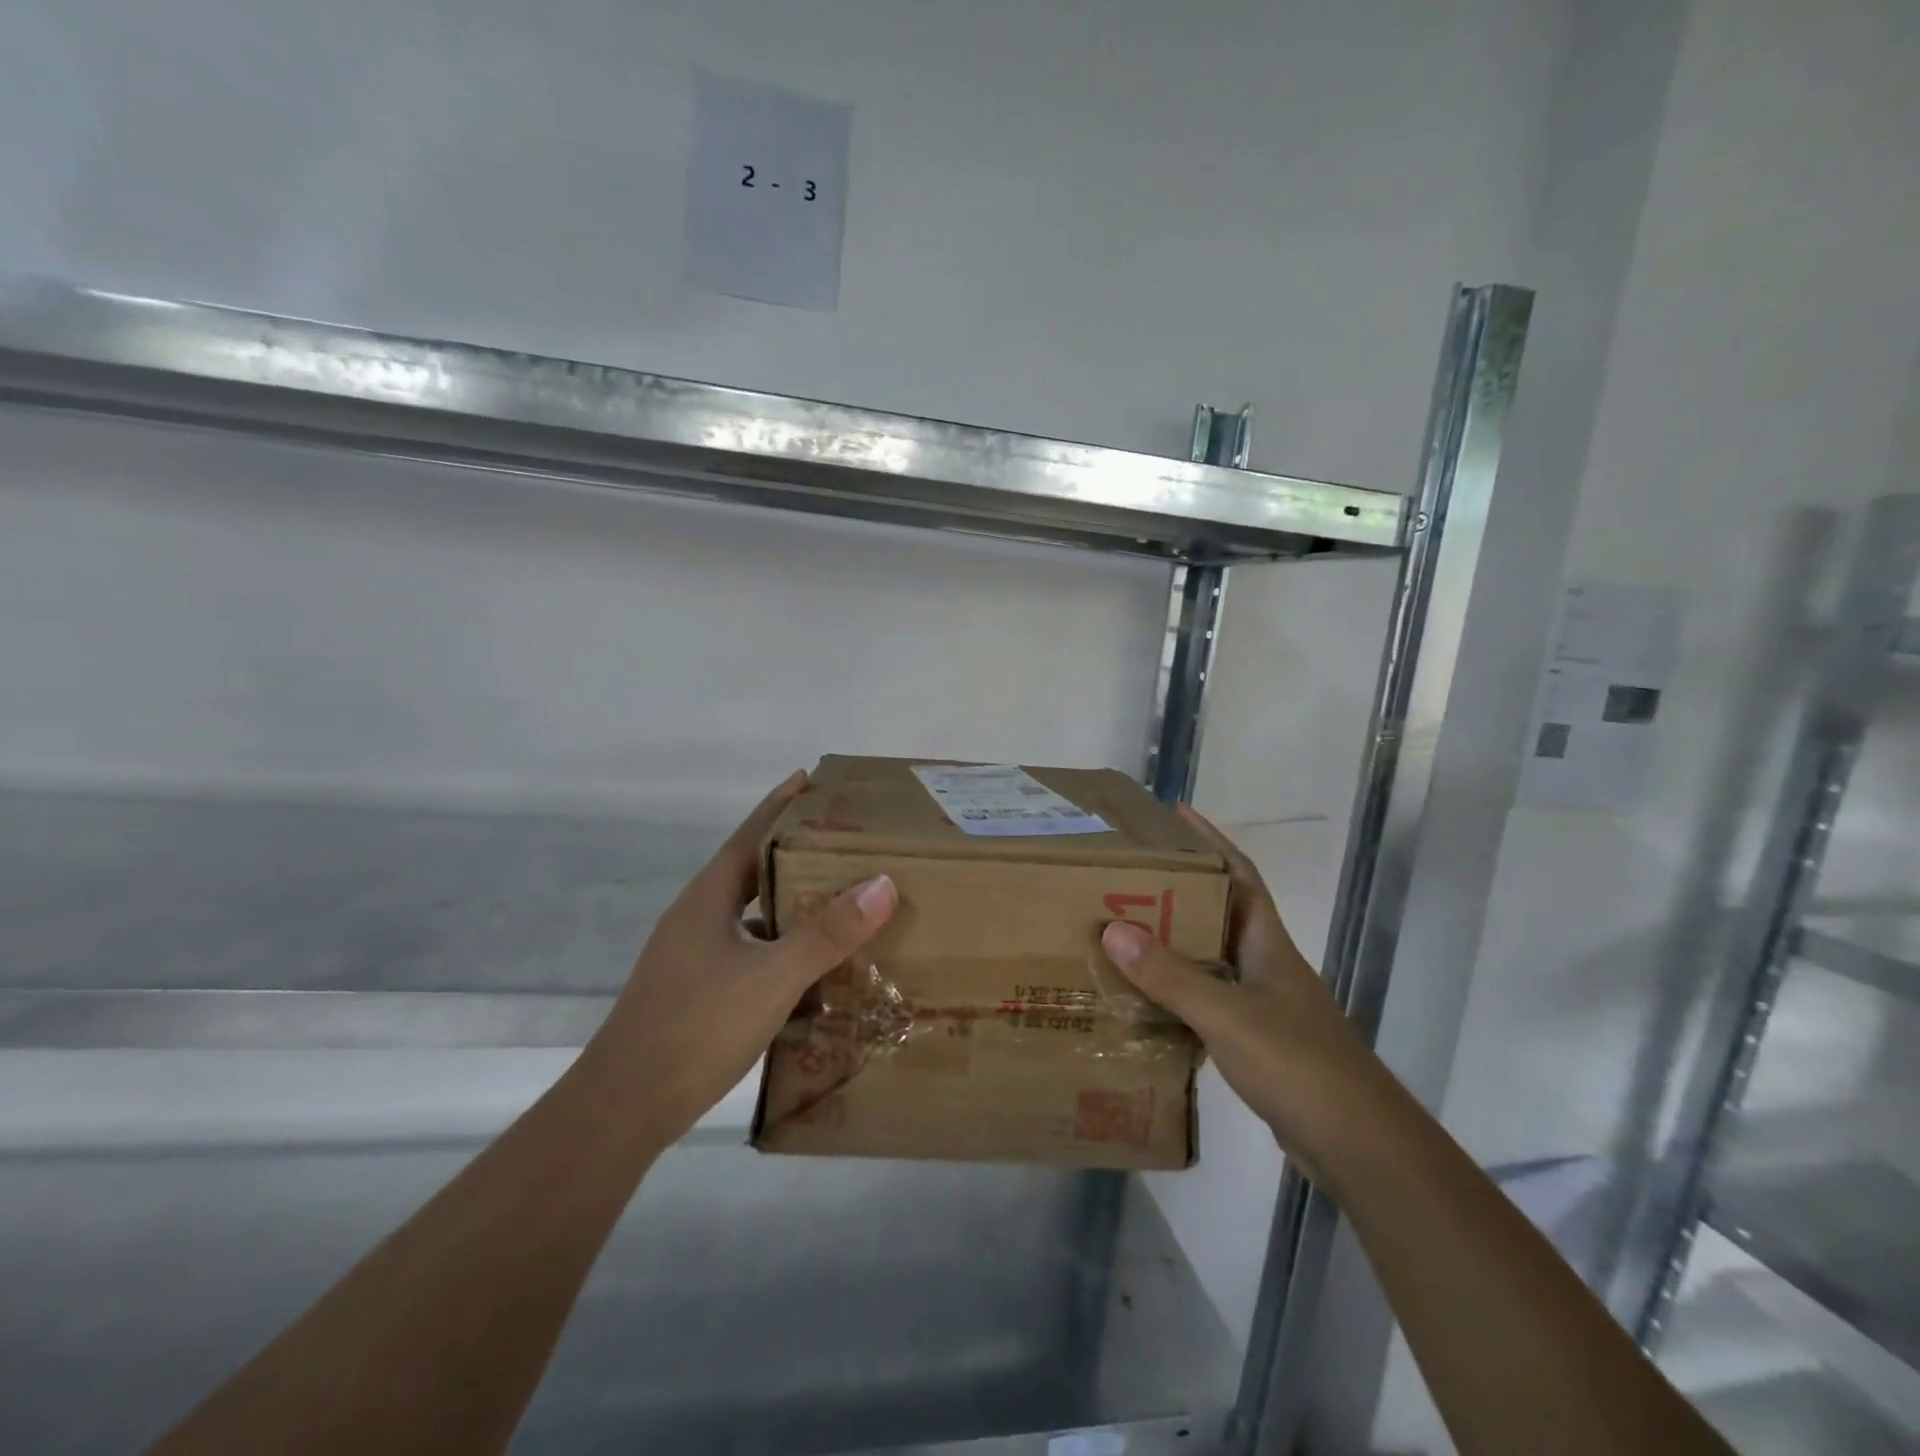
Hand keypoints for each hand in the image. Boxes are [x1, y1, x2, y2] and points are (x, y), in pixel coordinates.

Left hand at [583, 770, 897, 1150]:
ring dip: (789, 900)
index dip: (782, 804)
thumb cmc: (696, 1027)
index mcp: (709, 897)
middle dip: (795, 850)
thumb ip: (826, 933)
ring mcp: (692, 953)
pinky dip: (779, 944)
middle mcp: (697, 916)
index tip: (813, 779)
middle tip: (845, 840)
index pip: (751, 832)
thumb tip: (881, 884)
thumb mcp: (772, 977)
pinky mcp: (695, 987)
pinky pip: (747, 948)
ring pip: (750, 912)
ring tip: (838, 897)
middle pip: (752, 868)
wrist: (623, 1107)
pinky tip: (808, 963)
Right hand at [1099, 804, 1392, 1182]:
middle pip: (1221, 913)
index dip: (1212, 841)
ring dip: (1175, 943)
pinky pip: (1208, 1002)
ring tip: (1124, 931)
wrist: (1361, 1148)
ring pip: (1212, 960)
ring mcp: (1265, 1008)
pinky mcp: (1257, 1045)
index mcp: (1268, 946)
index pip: (1241, 875)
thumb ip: (1172, 975)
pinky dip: (1178, 993)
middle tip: (1127, 877)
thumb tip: (1112, 929)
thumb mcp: (1229, 1016)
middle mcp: (1267, 968)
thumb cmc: (1299, 1066)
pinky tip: (1147, 1001)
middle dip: (1179, 889)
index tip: (1175, 814)